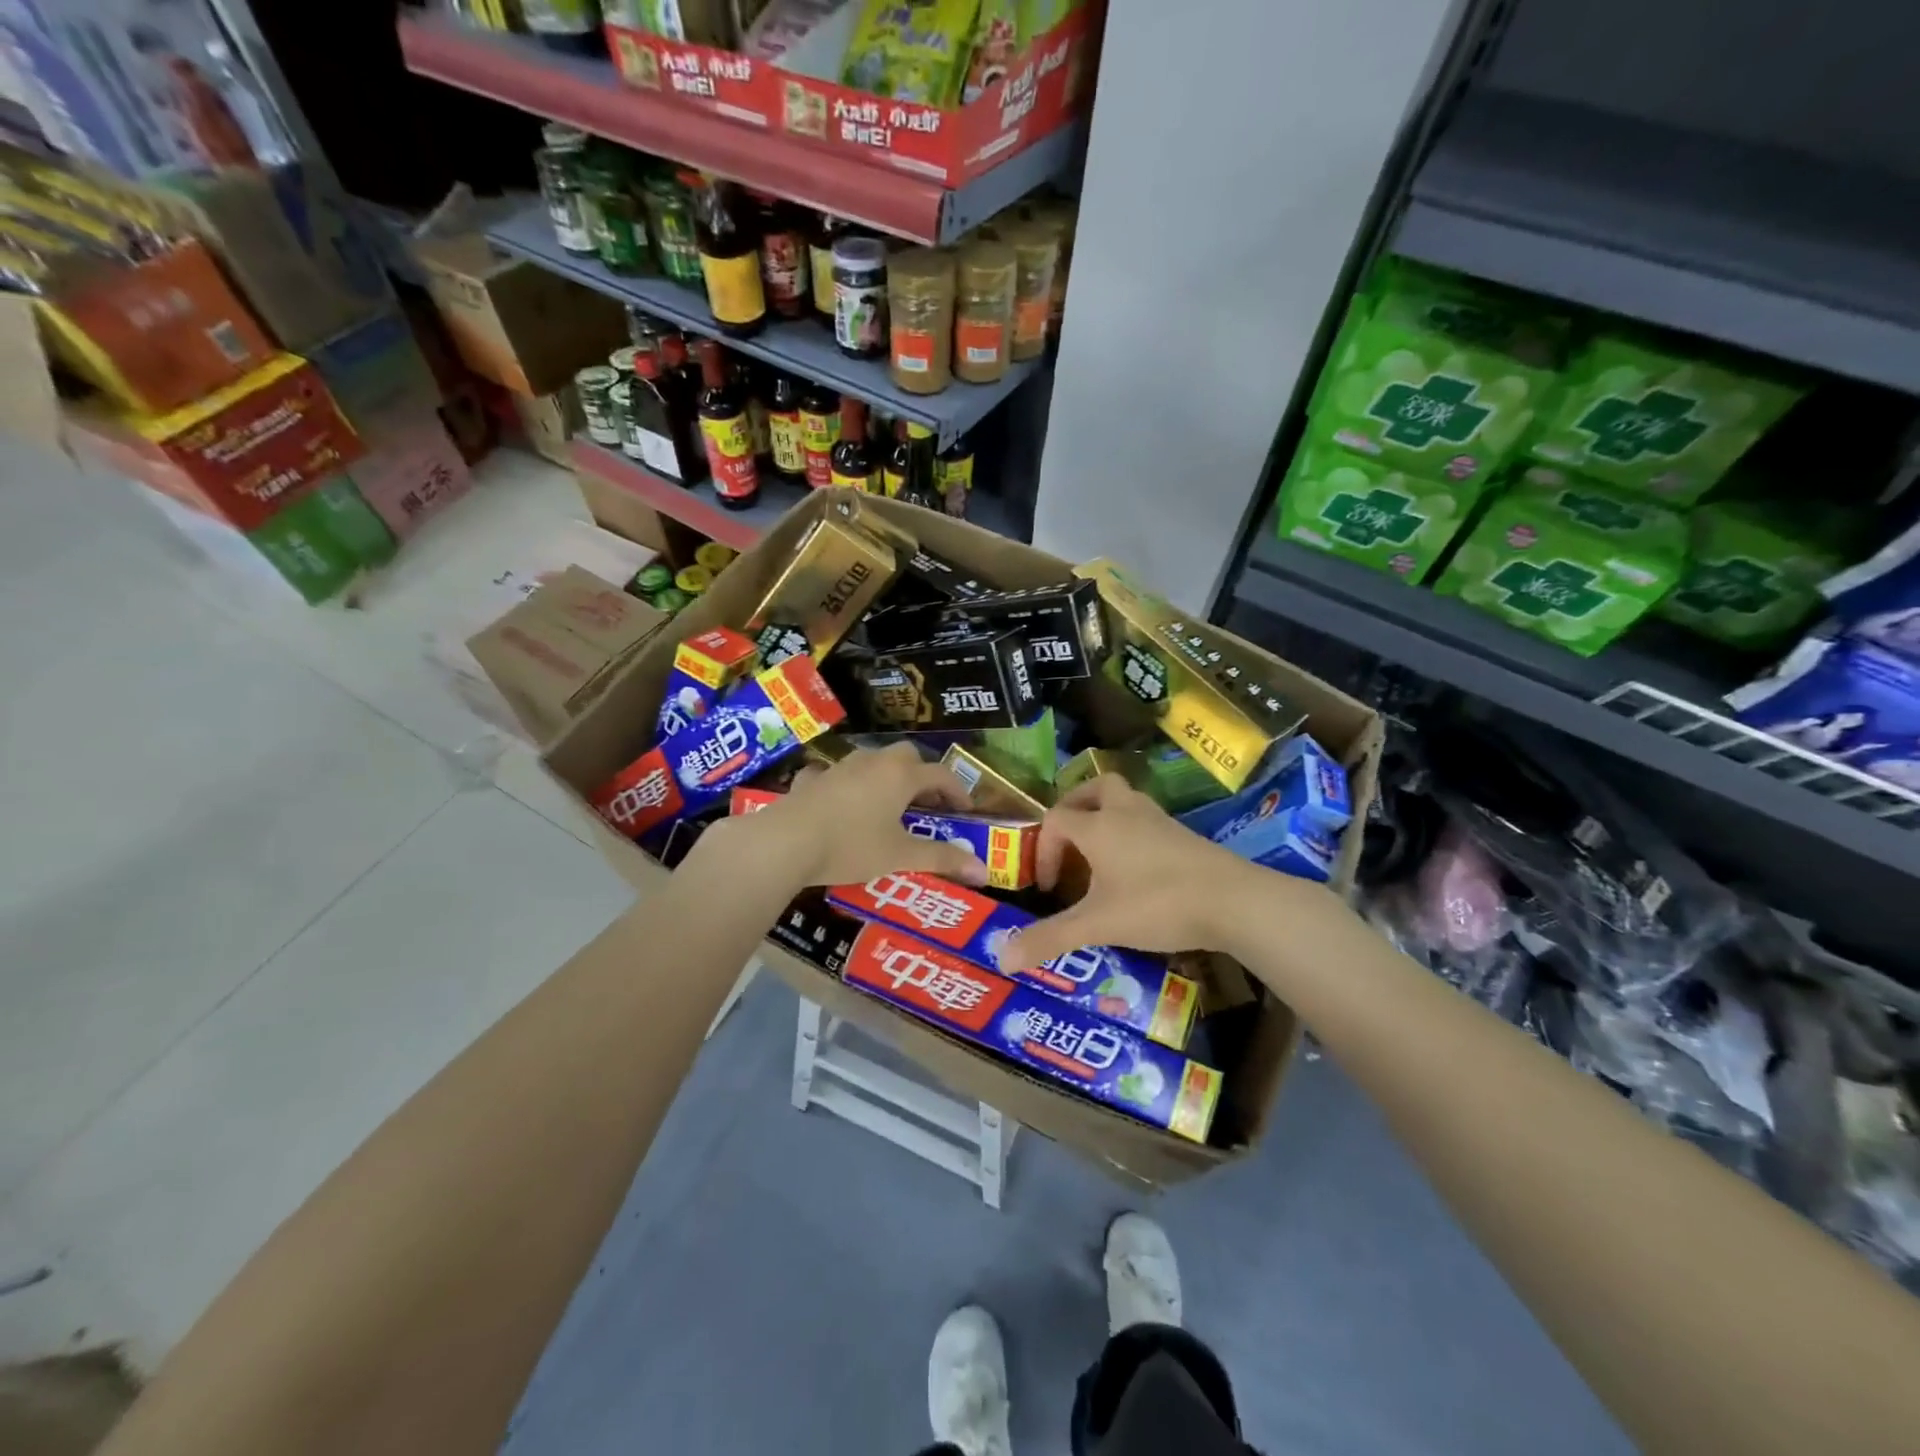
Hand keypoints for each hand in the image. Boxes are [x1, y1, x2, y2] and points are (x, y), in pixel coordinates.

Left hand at [717, 743, 992, 891]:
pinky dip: (843, 785)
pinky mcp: (810, 780)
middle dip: (922, 775)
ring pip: (871, 761)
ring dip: (885, 776)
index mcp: (900, 776)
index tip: (966, 811)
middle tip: (928, 803)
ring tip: (887, 804)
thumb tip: (983, 871)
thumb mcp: (900, 856)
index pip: (940, 775)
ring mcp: (838, 768)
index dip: (957, 791)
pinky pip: (833, 775)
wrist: (785, 842)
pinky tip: (838, 802)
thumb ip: (942, 859)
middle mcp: (872, 762)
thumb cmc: (851, 846)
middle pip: (907, 756)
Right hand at [998, 776, 1276, 969]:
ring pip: (1126, 800)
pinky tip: (1137, 868)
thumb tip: (1001, 958)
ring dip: (1107, 817)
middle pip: (1096, 788)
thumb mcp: (1098, 925)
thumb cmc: (1157, 904)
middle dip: (1076, 807)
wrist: (1233, 900)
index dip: (1045, 849)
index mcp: (1098, 827)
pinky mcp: (1185, 836)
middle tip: (1069, 838)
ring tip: (1100, 852)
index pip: (1057, 819)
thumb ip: (1050, 939)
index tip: (1050, 888)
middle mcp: (1126, 813)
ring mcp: (1160, 821)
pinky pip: (1148, 821)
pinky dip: (1133, 833)